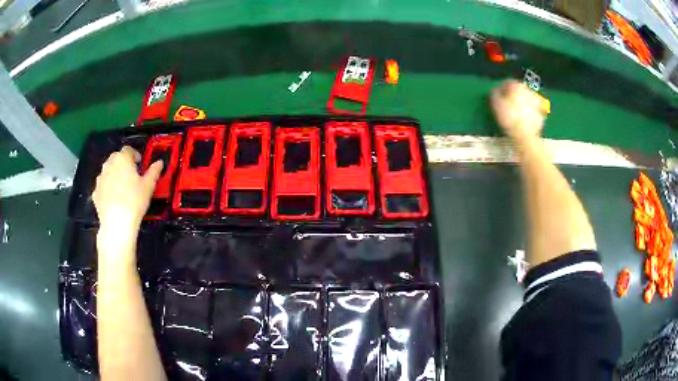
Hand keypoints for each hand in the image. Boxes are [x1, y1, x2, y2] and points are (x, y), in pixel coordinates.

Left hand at [92, 146, 162, 239]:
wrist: (117, 223)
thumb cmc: (134, 201)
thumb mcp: (149, 186)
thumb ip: (154, 171)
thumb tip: (159, 162)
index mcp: (122, 159)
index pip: (128, 149)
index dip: (134, 155)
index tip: (139, 164)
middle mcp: (109, 165)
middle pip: (116, 158)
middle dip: (123, 163)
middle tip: (131, 175)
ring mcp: (100, 179)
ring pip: (108, 172)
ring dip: (114, 175)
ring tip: (122, 188)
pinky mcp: (95, 193)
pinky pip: (102, 186)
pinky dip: (107, 189)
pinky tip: (113, 199)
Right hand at [490, 80, 545, 141]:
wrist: (525, 135)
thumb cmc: (509, 117)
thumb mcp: (496, 104)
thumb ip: (494, 94)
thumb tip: (495, 90)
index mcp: (516, 86)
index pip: (507, 83)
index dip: (501, 89)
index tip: (498, 97)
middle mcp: (528, 90)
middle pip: (518, 90)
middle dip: (513, 96)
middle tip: (507, 105)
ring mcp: (536, 102)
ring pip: (526, 100)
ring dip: (521, 103)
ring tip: (515, 113)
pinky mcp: (540, 114)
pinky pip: (532, 110)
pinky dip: (528, 113)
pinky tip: (523, 119)